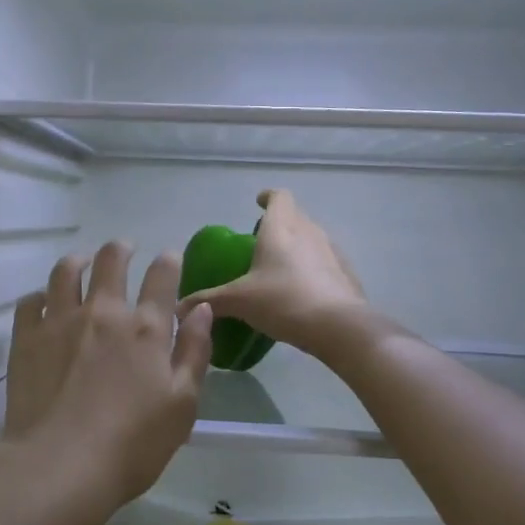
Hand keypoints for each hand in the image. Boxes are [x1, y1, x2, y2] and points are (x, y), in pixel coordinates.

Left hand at [2, 241, 213, 513]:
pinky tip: (44, 303)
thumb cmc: (132, 445)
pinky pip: (30, 301)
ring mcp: (59, 321)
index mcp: (145, 328)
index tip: (169, 258)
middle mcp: (103, 312)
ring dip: (78, 262)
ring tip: (81, 265)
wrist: (59, 466)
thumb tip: (200, 308)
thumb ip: (194, 351)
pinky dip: (40, 296)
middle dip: (121, 249)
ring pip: (66, 271)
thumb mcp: (182, 404)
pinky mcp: (25, 338)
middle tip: (124, 251)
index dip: (168, 261)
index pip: (162, 276)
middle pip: (111, 260)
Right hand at [178, 189, 366, 357]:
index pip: (279, 197)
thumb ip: (208, 300)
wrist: (339, 327)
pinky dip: (313, 269)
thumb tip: (177, 309)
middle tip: (262, 242)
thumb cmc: (283, 301)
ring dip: (298, 246)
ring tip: (280, 269)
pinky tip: (303, 292)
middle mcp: (309, 231)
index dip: (268, 197)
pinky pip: (326, 262)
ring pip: (312, 238)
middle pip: (295, 216)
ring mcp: (332, 252)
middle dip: (280, 223)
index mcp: (281, 228)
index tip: (259, 203)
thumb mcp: (238, 301)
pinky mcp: (347, 274)